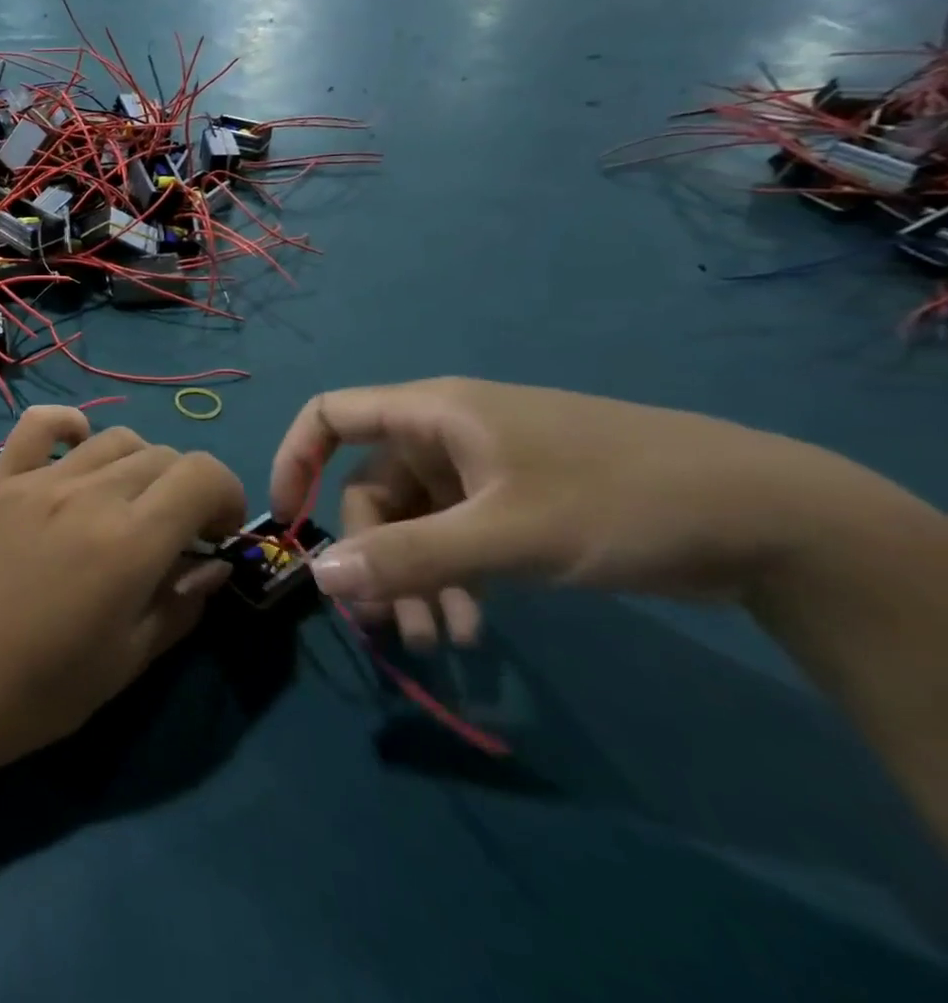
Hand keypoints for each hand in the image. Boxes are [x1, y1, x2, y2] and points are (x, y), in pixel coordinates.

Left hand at [0, 407, 245, 777]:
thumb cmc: (37, 692)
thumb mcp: (126, 663)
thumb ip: (179, 605)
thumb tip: (212, 566)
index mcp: (130, 542)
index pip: (202, 474)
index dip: (227, 495)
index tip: (218, 535)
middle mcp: (89, 495)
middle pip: (163, 455)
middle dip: (187, 488)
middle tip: (176, 534)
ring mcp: (40, 480)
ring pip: (114, 438)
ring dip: (139, 465)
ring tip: (128, 505)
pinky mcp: (1, 478)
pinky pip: (39, 425)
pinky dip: (69, 426)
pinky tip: (76, 450)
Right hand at [269, 378, 842, 648]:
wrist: (767, 517)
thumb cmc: (617, 499)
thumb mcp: (507, 534)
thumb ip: (409, 556)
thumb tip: (318, 578)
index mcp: (431, 414)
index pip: (330, 415)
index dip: (295, 459)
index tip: (287, 521)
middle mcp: (445, 437)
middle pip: (371, 488)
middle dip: (373, 555)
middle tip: (386, 622)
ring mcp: (481, 472)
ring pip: (415, 523)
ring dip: (415, 579)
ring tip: (439, 640)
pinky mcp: (514, 505)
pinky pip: (455, 539)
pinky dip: (453, 580)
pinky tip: (476, 627)